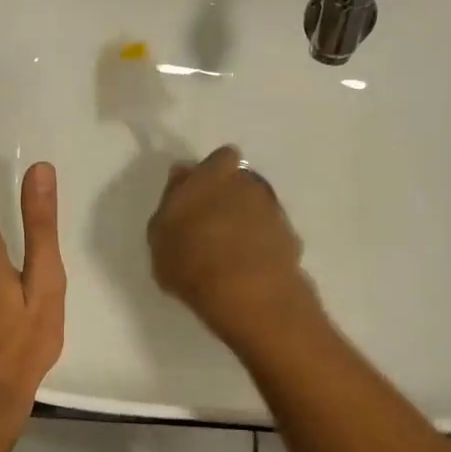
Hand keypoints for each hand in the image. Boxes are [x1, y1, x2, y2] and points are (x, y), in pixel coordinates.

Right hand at [147, 146, 320, 349]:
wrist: (249, 294)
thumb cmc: (191, 260)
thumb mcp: (159, 234)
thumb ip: (171, 200)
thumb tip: (182, 176)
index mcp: (212, 175)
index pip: (220, 157)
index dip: (212, 172)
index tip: (200, 193)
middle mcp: (247, 184)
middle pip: (240, 181)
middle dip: (230, 195)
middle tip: (212, 223)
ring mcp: (273, 210)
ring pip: (258, 207)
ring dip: (248, 220)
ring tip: (231, 251)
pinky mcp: (291, 238)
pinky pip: (272, 234)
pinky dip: (263, 245)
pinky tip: (250, 268)